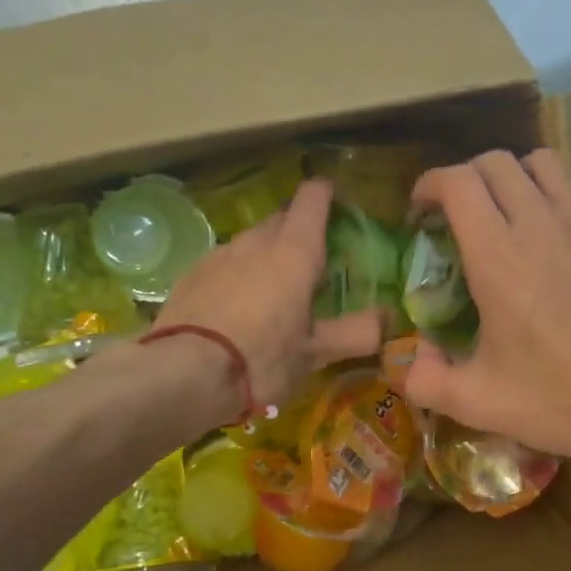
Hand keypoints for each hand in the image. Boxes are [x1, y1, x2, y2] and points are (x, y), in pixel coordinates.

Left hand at [156, 179, 381, 410]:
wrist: (183, 375)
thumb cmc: (261, 358)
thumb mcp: (314, 354)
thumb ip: (355, 333)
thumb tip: (388, 320)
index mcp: (294, 251)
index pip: (313, 199)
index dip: (326, 195)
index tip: (336, 205)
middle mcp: (255, 242)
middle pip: (281, 219)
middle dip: (297, 232)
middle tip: (311, 266)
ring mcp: (217, 256)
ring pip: (249, 243)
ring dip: (264, 257)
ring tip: (272, 294)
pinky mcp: (189, 276)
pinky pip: (222, 265)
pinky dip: (235, 277)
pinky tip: (234, 310)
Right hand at [404, 150, 570, 462]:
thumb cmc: (565, 397)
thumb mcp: (481, 403)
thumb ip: (428, 381)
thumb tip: (413, 360)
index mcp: (499, 255)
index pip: (457, 182)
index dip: (430, 185)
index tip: (420, 210)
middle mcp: (541, 222)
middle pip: (495, 162)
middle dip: (465, 178)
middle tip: (455, 215)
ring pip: (540, 163)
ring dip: (511, 177)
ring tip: (503, 215)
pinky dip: (549, 196)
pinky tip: (550, 241)